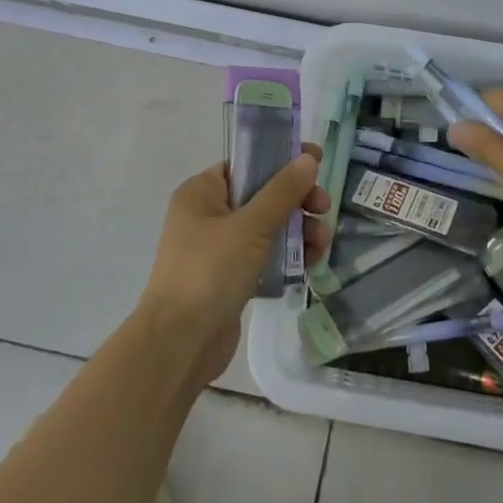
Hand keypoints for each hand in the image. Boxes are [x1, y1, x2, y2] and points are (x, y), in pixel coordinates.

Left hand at [142, 146, 327, 384]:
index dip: (282, 158)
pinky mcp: (231, 277)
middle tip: (323, 208)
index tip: (316, 160)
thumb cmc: (209, 271)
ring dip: (298, 231)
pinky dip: (287, 257)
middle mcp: (208, 215)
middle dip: (297, 201)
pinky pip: (266, 256)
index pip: (247, 163)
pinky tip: (309, 265)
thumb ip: (282, 191)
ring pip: (269, 227)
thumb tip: (307, 158)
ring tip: (321, 245)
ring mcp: (219, 248)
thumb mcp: (250, 226)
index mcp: (202, 192)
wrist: (179, 344)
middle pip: (263, 195)